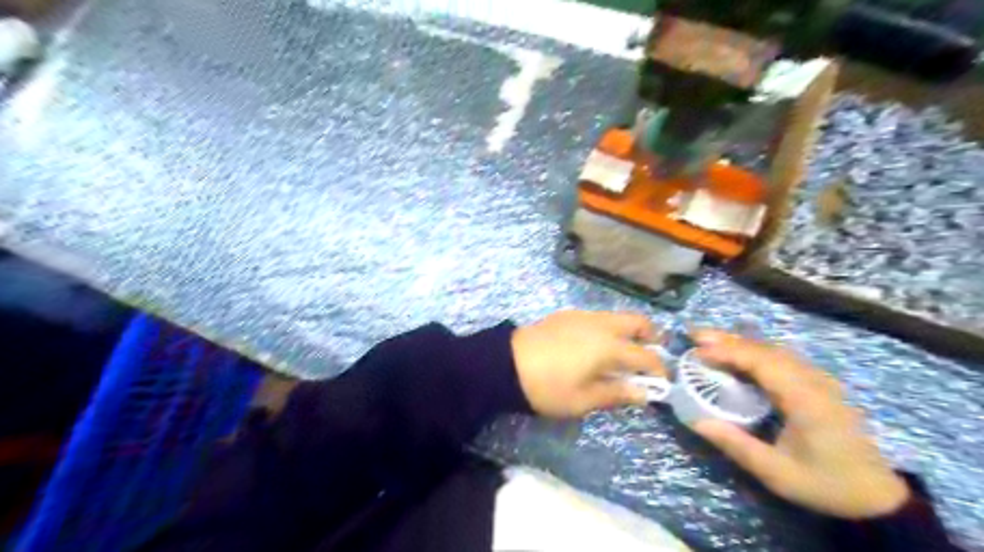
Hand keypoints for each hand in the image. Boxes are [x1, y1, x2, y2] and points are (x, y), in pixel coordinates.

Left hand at [511, 310, 663, 417]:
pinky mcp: (567, 314)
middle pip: (638, 321)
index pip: (645, 355)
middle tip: (652, 354)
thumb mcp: (582, 400)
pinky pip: (598, 316)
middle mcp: (601, 324)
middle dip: (651, 336)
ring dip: (629, 330)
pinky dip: (608, 327)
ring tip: (624, 352)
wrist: (506, 364)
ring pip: (617, 316)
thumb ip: (616, 394)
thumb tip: (644, 393)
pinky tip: (597, 345)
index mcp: (609, 346)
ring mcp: (583, 315)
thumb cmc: (547, 387)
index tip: (664, 381)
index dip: (659, 368)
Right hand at [690, 331, 905, 519]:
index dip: (728, 351)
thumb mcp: (776, 472)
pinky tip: (740, 356)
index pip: (762, 362)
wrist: (877, 497)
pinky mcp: (819, 384)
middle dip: (729, 340)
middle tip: (694, 335)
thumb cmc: (824, 483)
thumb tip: (696, 421)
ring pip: (775, 350)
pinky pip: (783, 358)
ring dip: (741, 343)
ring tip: (710, 341)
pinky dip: (755, 351)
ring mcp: (819, 380)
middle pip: (766, 349)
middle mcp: (813, 381)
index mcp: (805, 398)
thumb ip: (735, 445)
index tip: (697, 350)